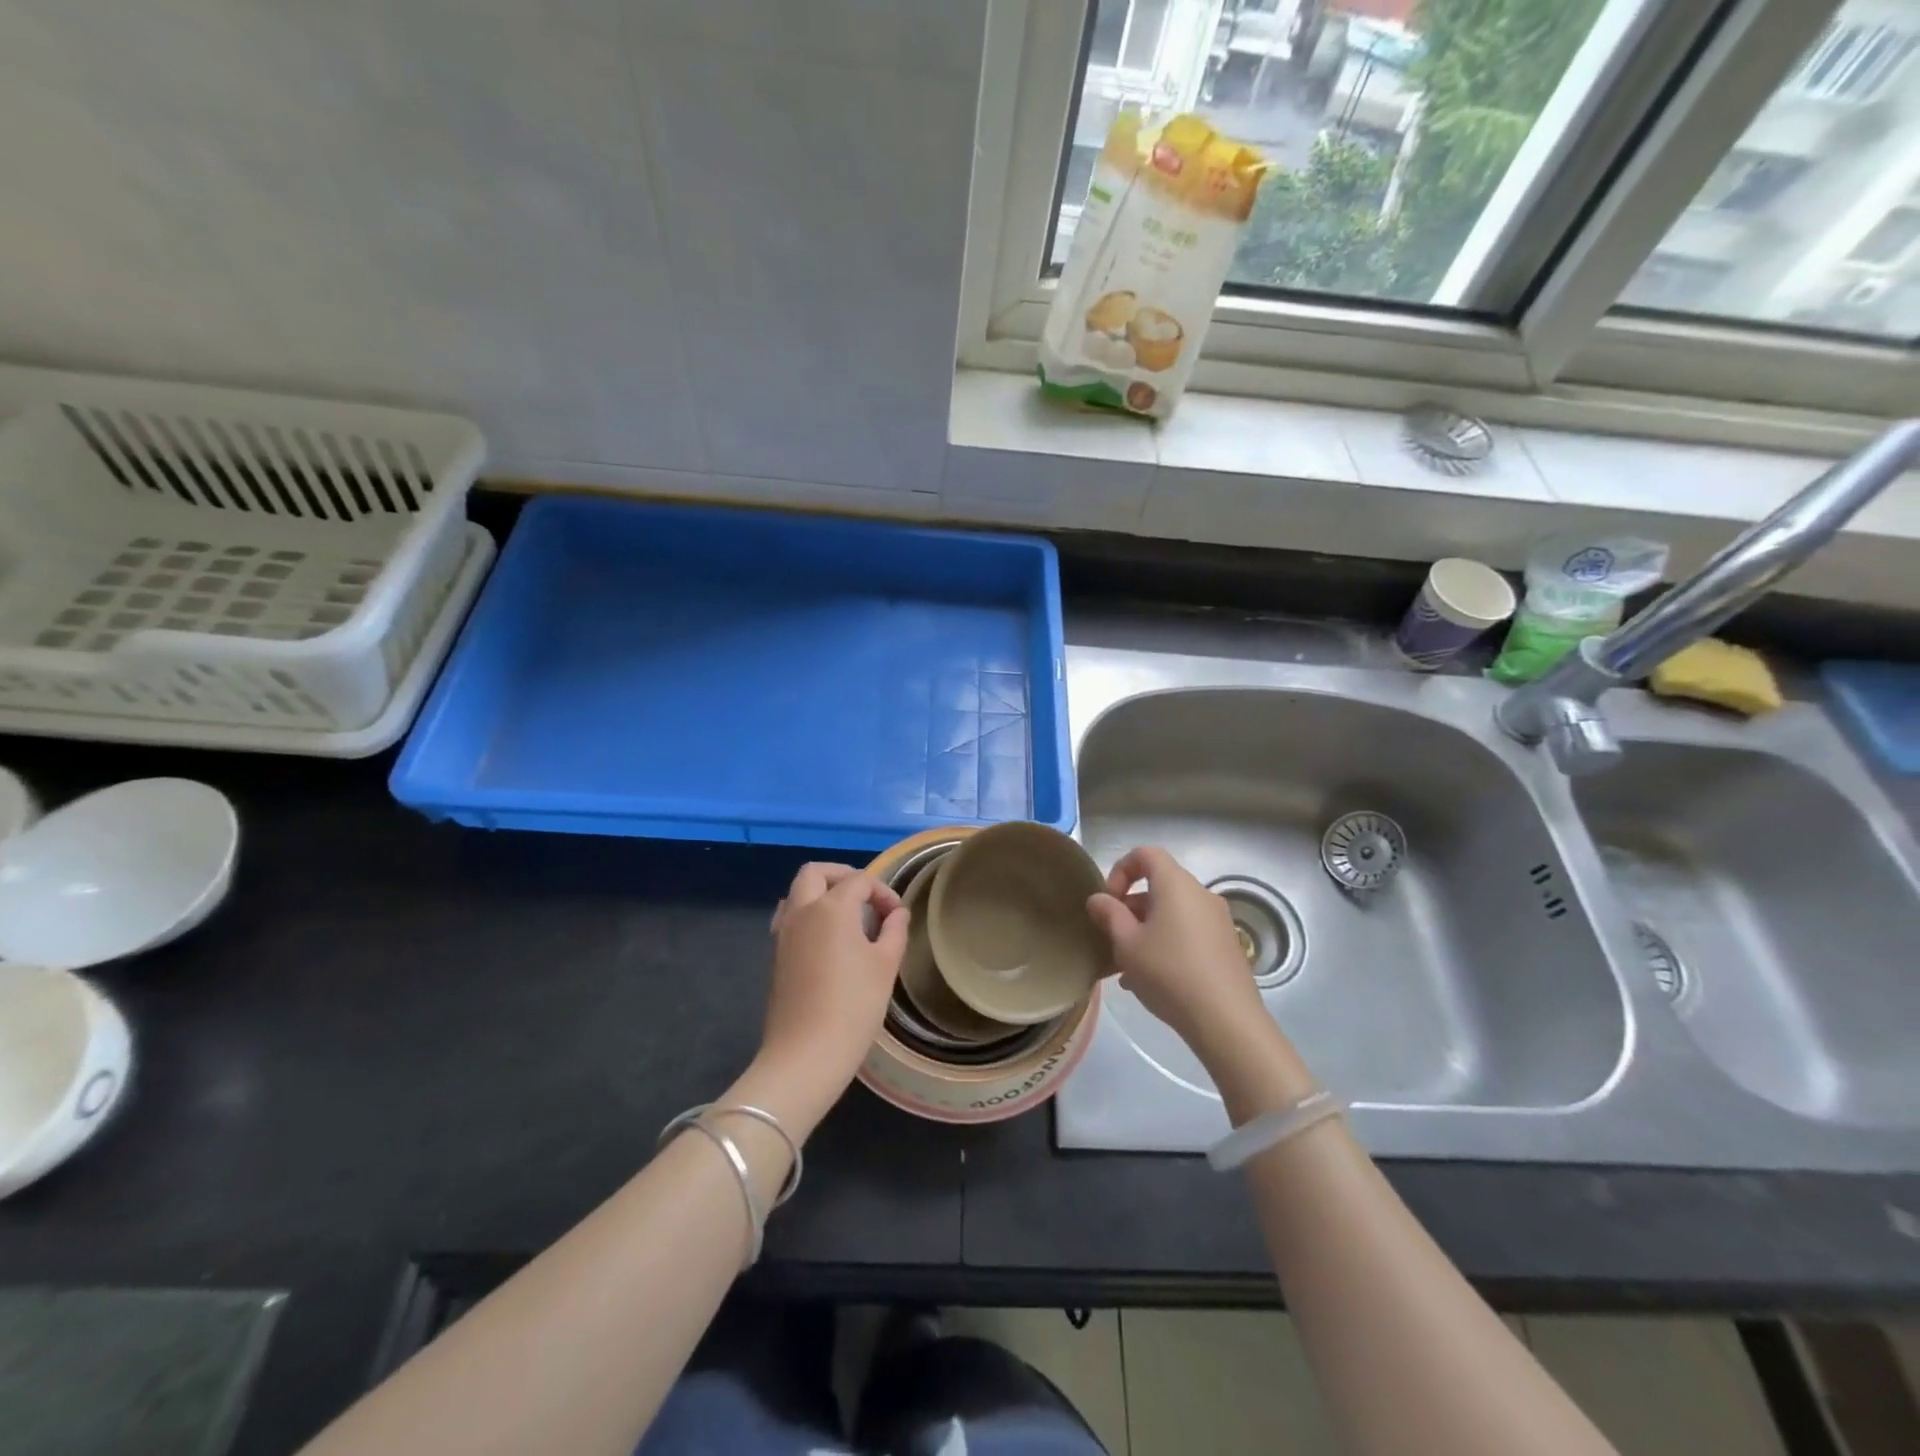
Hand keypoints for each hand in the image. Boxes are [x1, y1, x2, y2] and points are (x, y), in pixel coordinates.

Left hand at [754, 863, 907, 1134]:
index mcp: (831, 907)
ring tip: (848, 917)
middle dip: (843, 876)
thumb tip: (897, 913)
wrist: (806, 1054)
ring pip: (797, 893)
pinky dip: (808, 914)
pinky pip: (790, 917)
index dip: (883, 892)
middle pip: (815, 872)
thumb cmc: (854, 1006)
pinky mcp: (776, 956)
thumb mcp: (886, 965)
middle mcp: (802, 911)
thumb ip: (894, 930)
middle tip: (866, 897)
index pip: (860, 881)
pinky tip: (827, 940)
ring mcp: (783, 933)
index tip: (898, 916)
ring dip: (822, 892)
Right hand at [1086, 846, 1270, 1064]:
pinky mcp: (1227, 946)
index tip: (1109, 901)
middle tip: (1113, 938)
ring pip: (1172, 913)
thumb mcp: (1127, 944)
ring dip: (1146, 929)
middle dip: (1131, 907)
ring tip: (1127, 966)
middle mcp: (1201, 894)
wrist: (1226, 1020)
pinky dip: (1167, 943)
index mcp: (1176, 885)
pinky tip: (1152, 980)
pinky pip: (1188, 932)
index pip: (1146, 854)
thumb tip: (1098, 898)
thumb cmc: (1169, 972)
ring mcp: (1218, 921)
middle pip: (1159, 885)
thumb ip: (1109, 915)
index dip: (1121, 870)